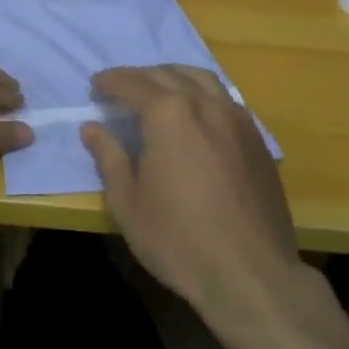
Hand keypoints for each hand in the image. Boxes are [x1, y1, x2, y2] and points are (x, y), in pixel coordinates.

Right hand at [81, 66, 302, 321]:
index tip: (95, 85)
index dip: (110, 82)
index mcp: (169, 115)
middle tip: (121, 88)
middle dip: (140, 76)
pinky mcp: (257, 138)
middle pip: (167, 74)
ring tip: (158, 89)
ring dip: (174, 77)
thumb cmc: (179, 241)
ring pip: (202, 79)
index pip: (132, 84)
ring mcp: (236, 118)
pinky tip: (197, 113)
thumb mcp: (128, 204)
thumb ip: (109, 158)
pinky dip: (202, 93)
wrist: (251, 274)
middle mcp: (204, 104)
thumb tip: (92, 128)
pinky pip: (225, 98)